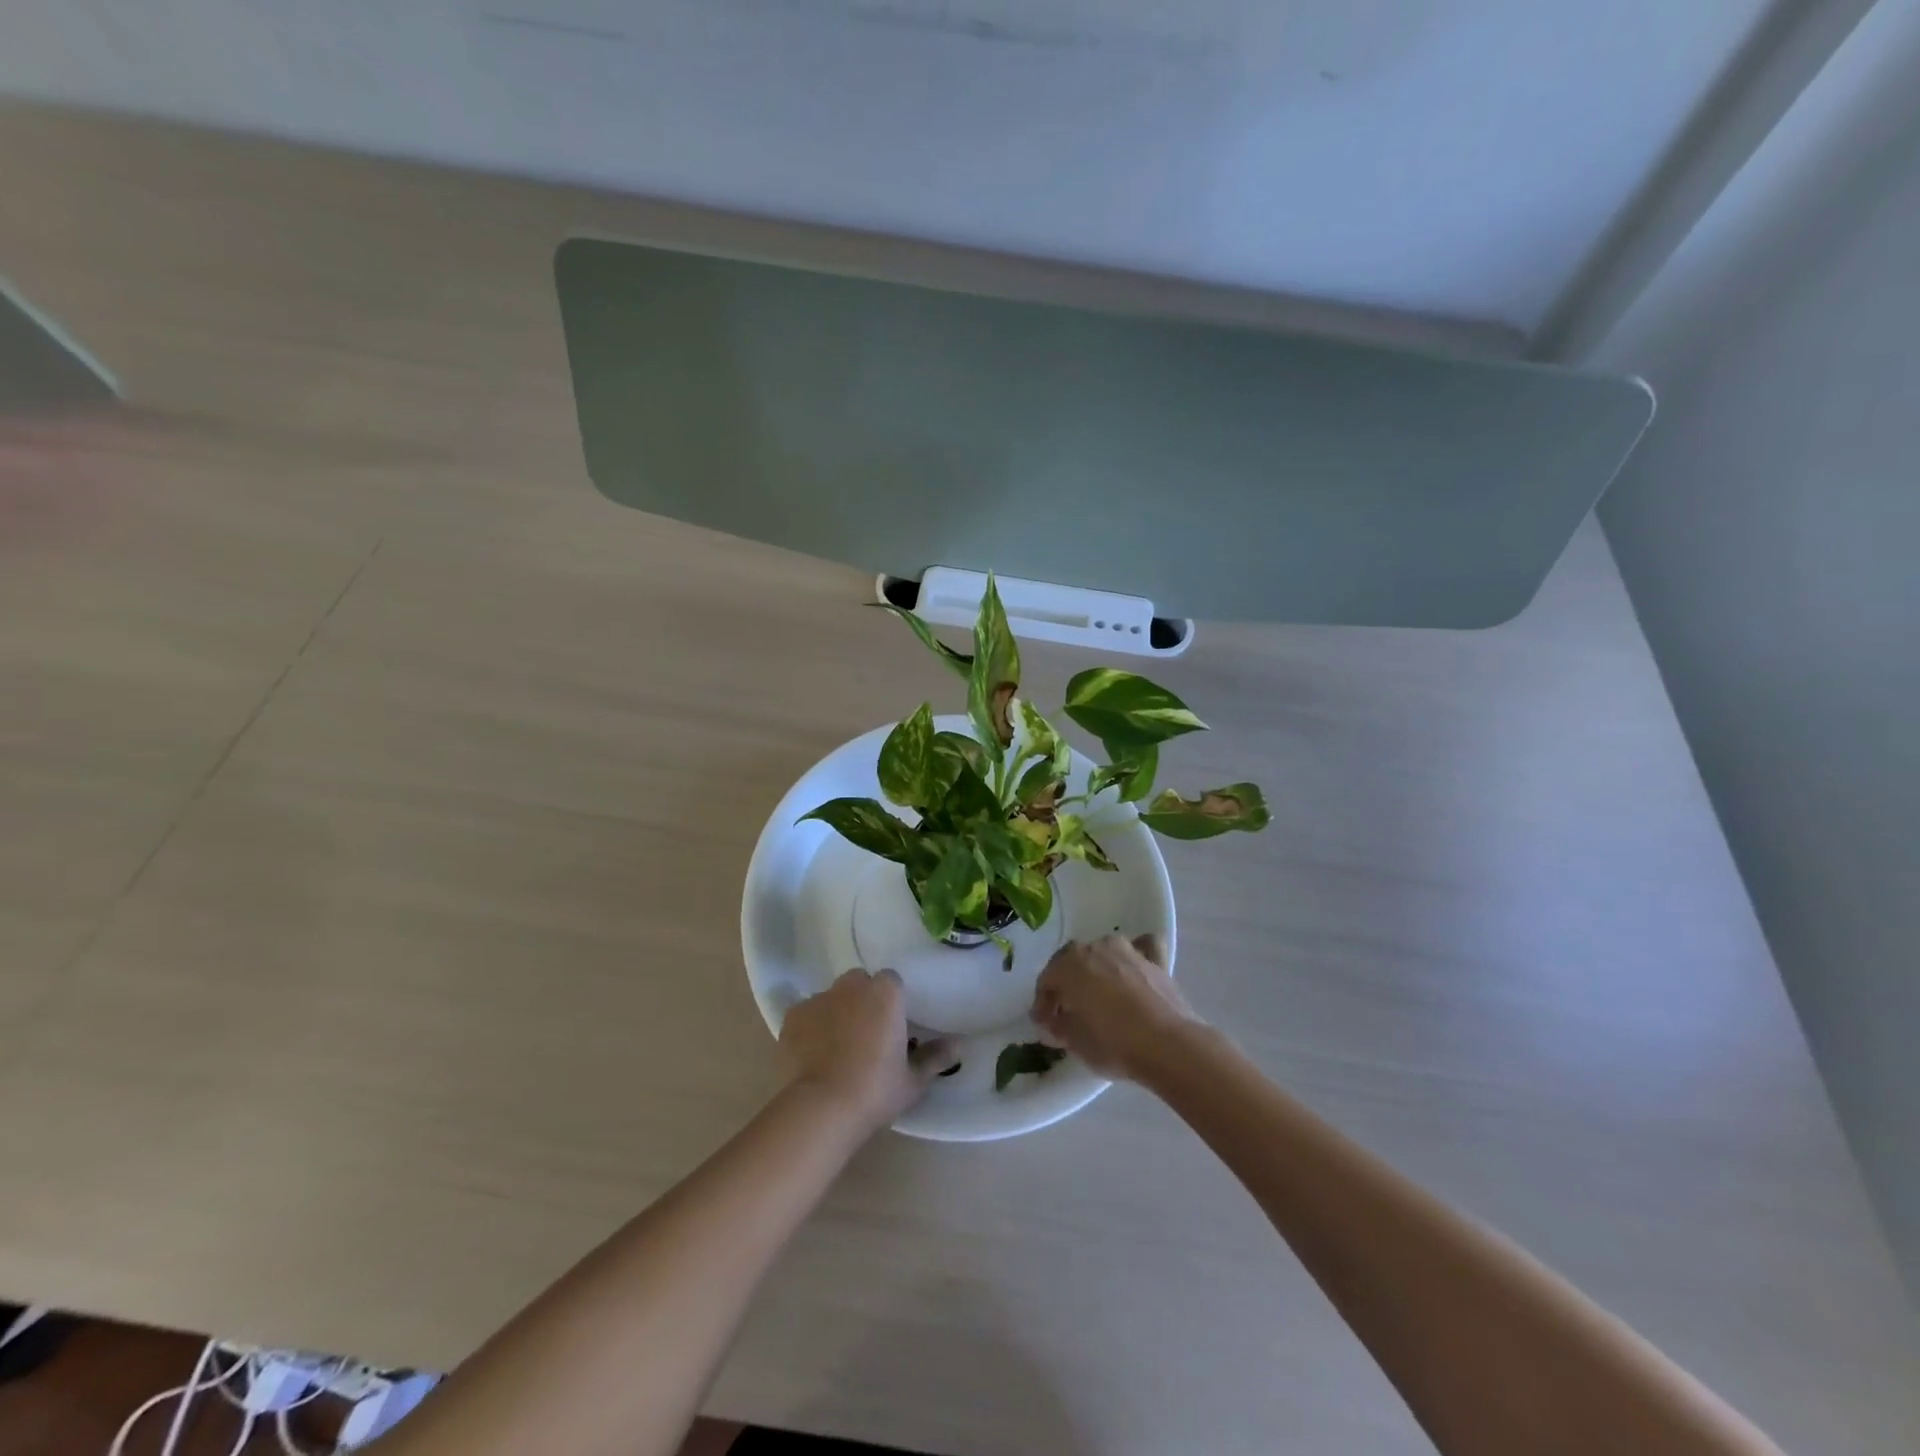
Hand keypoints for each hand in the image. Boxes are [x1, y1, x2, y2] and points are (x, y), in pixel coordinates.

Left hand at [778, 969, 953, 1134]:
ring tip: (837, 1048)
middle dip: (863, 1000)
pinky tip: (813, 1054)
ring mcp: (819, 998)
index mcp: (885, 992)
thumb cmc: (875, 1090)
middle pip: (860, 983)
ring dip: (837, 1012)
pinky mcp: (792, 1015)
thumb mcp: (913, 1080)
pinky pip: (807, 1014)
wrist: (821, 1108)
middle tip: (867, 1035)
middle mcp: (851, 985)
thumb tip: (959, 1045)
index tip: (894, 1027)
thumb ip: (935, 1057)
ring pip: (832, 997)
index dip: (893, 1002)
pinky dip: (811, 1027)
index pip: (892, 982)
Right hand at [1030, 934, 1203, 1082]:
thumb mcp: (1075, 1042)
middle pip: (1072, 961)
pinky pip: (1141, 948)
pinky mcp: (1156, 960)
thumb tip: (1054, 1022)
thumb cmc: (1113, 1043)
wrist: (1167, 1045)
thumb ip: (1059, 1026)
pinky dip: (1134, 958)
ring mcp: (1127, 950)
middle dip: (1067, 983)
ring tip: (1099, 995)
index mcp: (1069, 964)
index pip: (1047, 980)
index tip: (1044, 1024)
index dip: (1043, 1004)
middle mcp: (1095, 947)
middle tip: (1067, 1010)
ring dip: (1096, 970)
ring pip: (1104, 952)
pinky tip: (1133, 971)